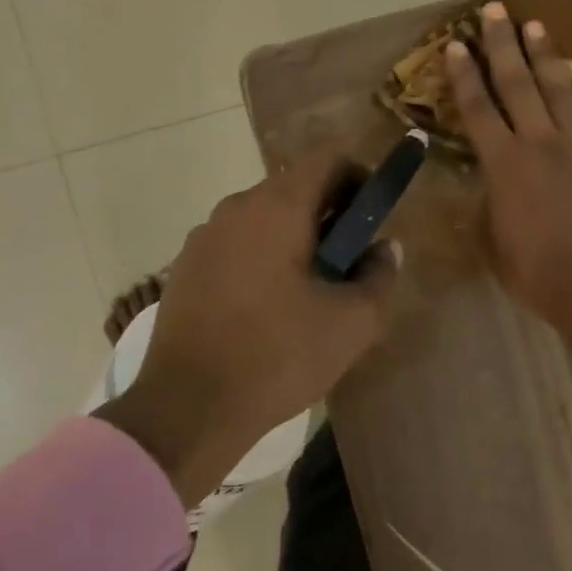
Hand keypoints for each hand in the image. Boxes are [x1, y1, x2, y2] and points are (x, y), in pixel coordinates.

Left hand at [96, 152, 395, 506]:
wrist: (186, 410)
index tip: (374, 217)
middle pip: (295, 187)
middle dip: (330, 214)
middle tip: (350, 261)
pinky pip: (236, 245)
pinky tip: (269, 308)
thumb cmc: (277, 356)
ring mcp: (204, 237)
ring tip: (311, 290)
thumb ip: (379, 276)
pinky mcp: (185, 268)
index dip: (360, 179)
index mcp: (277, 208)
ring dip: (295, 237)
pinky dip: (262, 258)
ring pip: (264, 218)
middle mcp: (235, 208)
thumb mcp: (350, 323)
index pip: (328, 160)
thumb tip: (386, 248)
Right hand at [447, 2, 571, 367]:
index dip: (465, 76)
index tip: (456, 45)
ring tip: (535, 27)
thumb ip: (490, 206)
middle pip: (518, 84)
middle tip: (496, 11)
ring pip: (559, 89)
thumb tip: (490, 186)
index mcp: (505, 166)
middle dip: (503, 45)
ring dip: (545, 55)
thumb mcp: (496, 244)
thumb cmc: (540, 275)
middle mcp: (541, 143)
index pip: (478, 110)